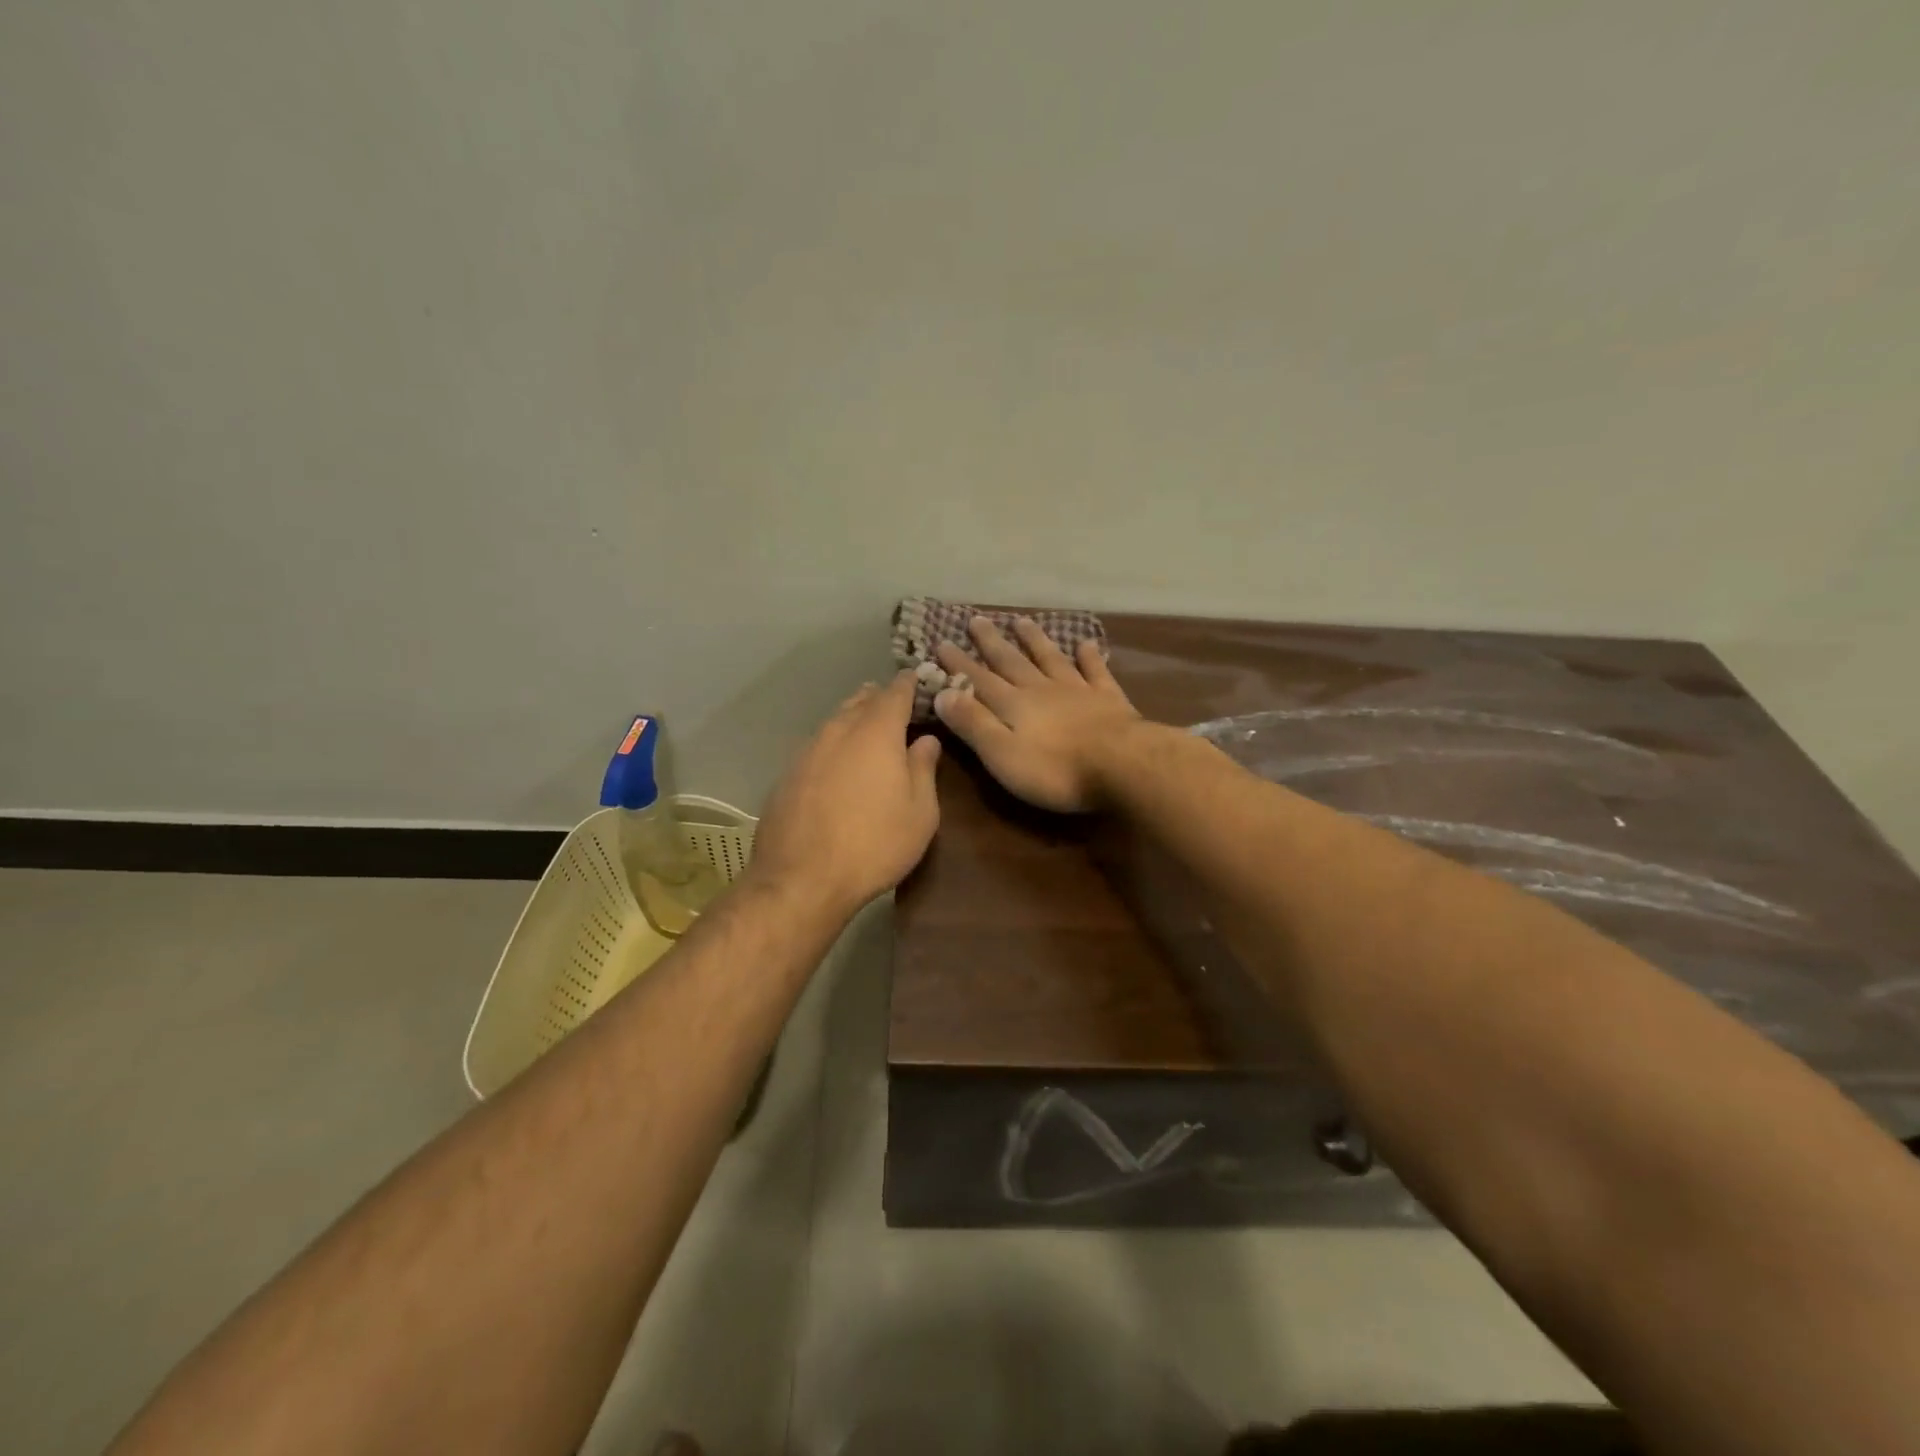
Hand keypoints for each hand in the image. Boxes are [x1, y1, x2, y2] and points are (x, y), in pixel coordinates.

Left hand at [749, 672, 942, 914]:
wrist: (801, 880)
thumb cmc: (874, 845)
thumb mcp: (920, 812)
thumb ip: (923, 768)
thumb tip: (926, 740)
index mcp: (876, 732)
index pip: (896, 691)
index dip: (911, 684)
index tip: (922, 682)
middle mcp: (838, 730)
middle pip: (861, 700)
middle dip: (881, 699)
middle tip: (899, 709)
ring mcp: (807, 751)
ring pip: (836, 721)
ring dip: (855, 721)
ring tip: (870, 733)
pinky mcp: (787, 774)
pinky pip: (818, 747)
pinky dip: (834, 747)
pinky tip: (840, 768)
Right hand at [932, 617, 1142, 811]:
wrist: (1122, 765)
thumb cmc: (1055, 770)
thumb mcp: (1001, 754)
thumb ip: (973, 723)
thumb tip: (942, 692)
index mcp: (1013, 705)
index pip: (978, 680)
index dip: (958, 664)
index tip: (941, 643)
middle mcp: (1041, 689)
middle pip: (1012, 662)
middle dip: (991, 643)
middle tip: (976, 619)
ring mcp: (1077, 690)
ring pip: (1050, 659)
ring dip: (1034, 640)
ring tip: (1021, 621)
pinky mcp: (1109, 699)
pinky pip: (1096, 671)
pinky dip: (1090, 657)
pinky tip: (1086, 644)